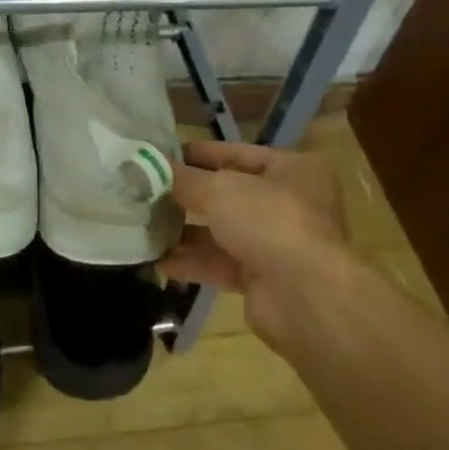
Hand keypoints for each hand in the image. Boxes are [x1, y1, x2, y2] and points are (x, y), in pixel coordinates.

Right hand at [160, 140, 366, 349]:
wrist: (304, 296)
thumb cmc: (269, 221)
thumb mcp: (219, 189)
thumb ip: (183, 178)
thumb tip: (149, 166)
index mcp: (293, 169)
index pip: (237, 153)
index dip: (198, 154)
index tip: (160, 156)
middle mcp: (291, 203)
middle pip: (229, 194)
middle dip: (187, 196)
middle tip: (146, 192)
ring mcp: (278, 243)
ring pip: (223, 231)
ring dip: (185, 230)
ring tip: (143, 225)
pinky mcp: (264, 279)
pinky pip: (221, 263)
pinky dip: (191, 261)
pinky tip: (157, 259)